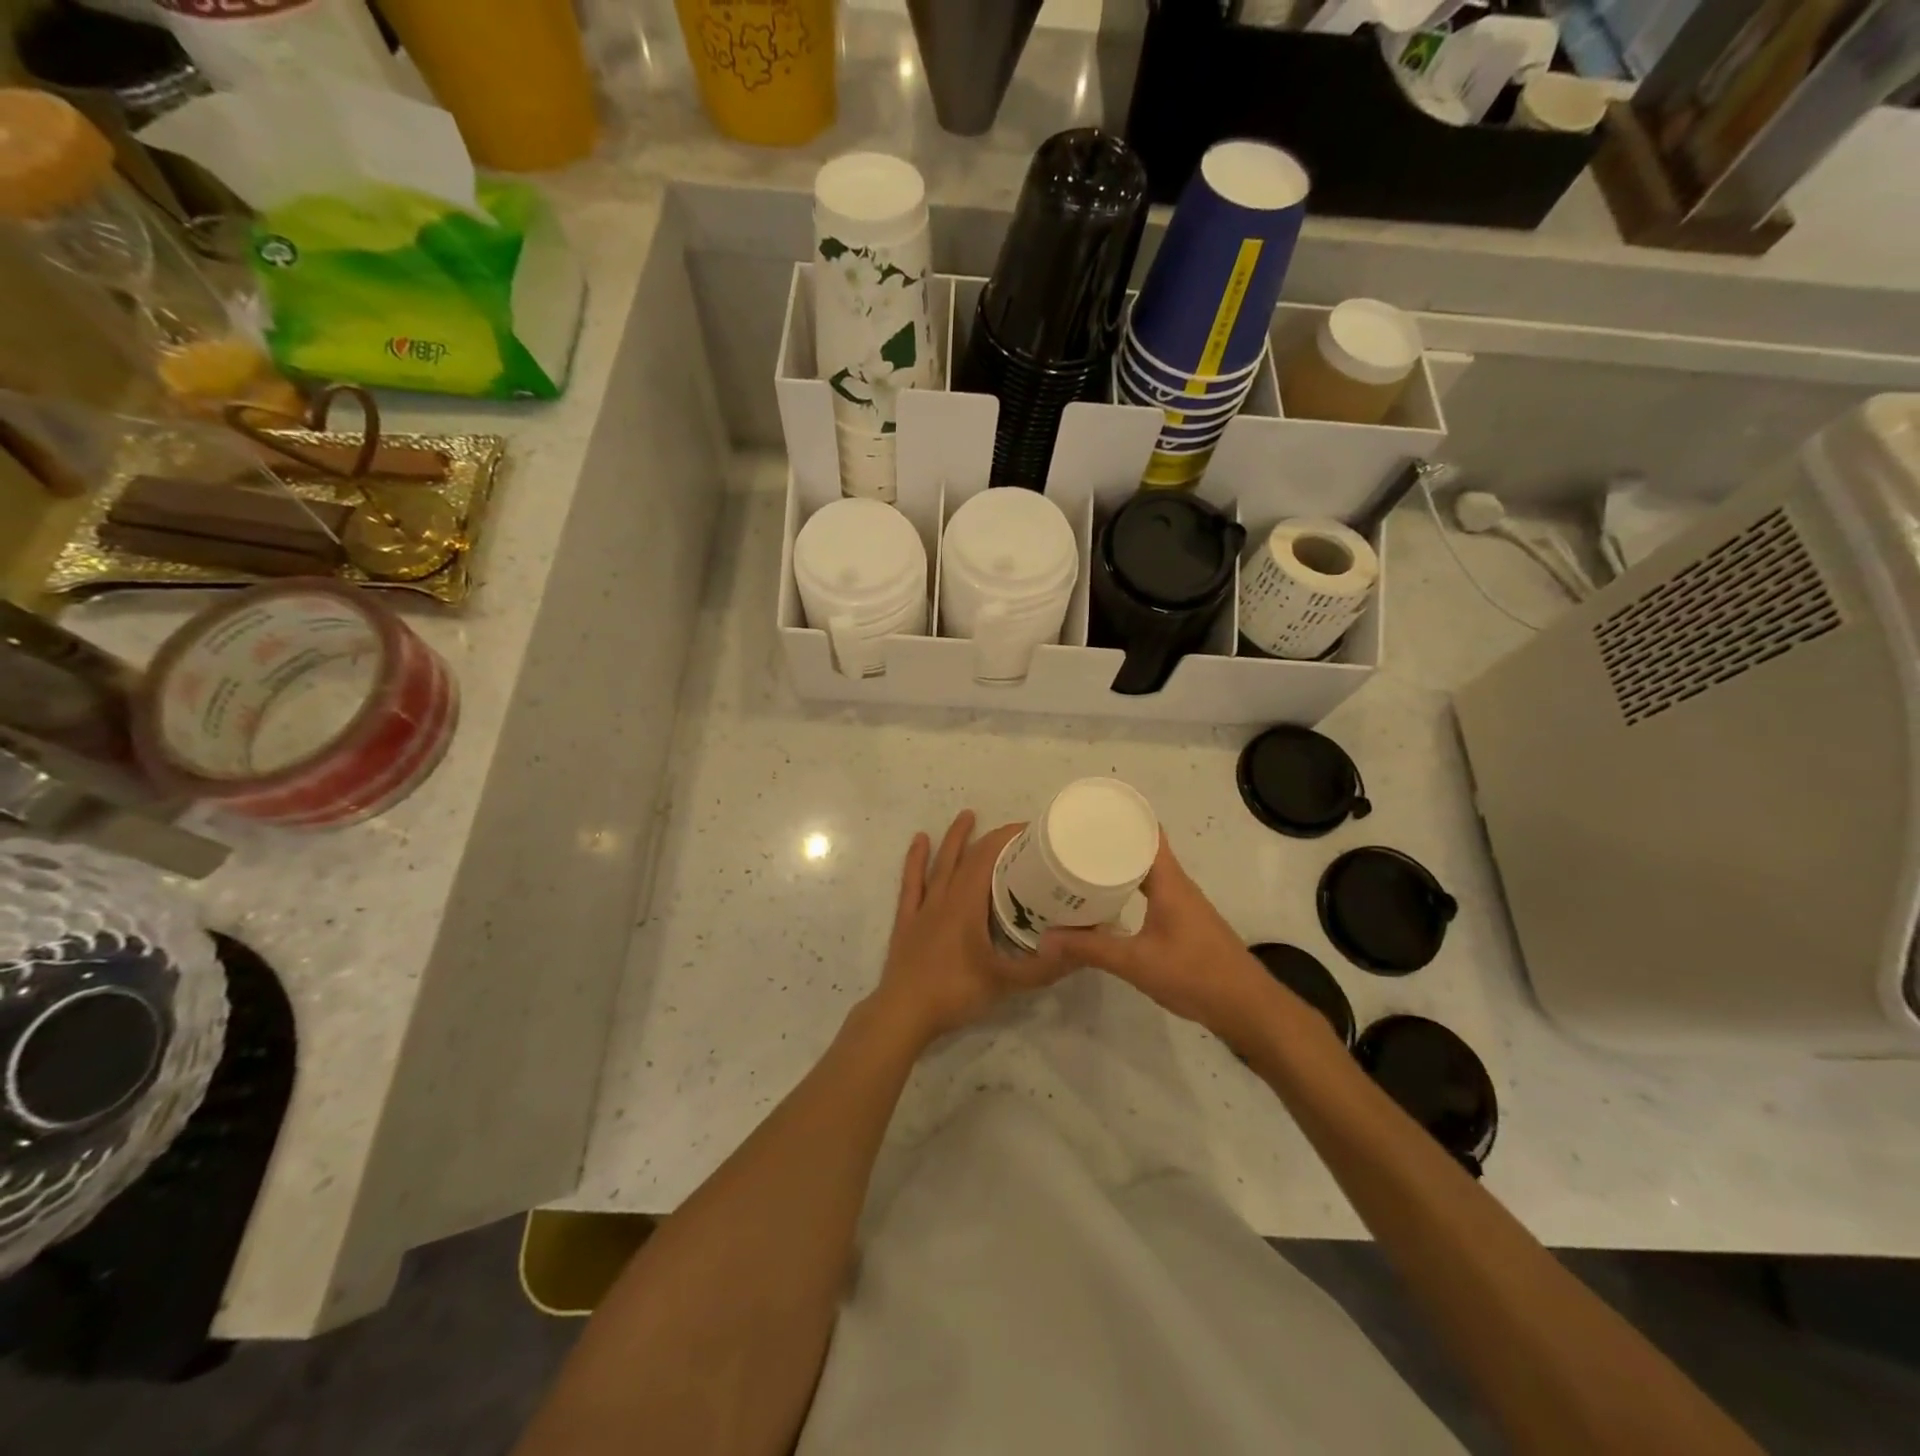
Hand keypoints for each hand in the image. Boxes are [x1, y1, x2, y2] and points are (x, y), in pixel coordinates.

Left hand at [868, 811, 1071, 1048]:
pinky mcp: (907, 920)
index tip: (1031, 830)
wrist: (903, 1014)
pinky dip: (915, 860)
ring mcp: (923, 908)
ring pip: (940, 864)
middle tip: (1013, 828)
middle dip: (990, 838)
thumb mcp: (1006, 983)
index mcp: (967, 905)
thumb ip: (1044, 968)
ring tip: (967, 815)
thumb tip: (1081, 951)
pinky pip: (912, 882)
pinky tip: (919, 841)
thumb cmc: (954, 993)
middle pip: (967, 857)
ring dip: (954, 839)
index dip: (1007, 839)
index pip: (987, 859)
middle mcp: (945, 898)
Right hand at [1040, 836, 1288, 1045]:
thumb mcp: (1135, 963)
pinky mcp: (1185, 923)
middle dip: (1113, 842)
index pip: (1148, 833)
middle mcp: (1178, 885)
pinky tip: (1109, 902)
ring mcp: (1184, 904)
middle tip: (1075, 840)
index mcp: (1170, 882)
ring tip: (1084, 865)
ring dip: (1121, 866)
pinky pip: (1153, 892)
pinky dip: (1130, 888)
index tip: (1091, 812)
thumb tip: (1047, 937)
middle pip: (1144, 850)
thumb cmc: (1194, 974)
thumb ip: (1091, 949)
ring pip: (1149, 873)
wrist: (1246, 1007)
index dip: (1123, 818)